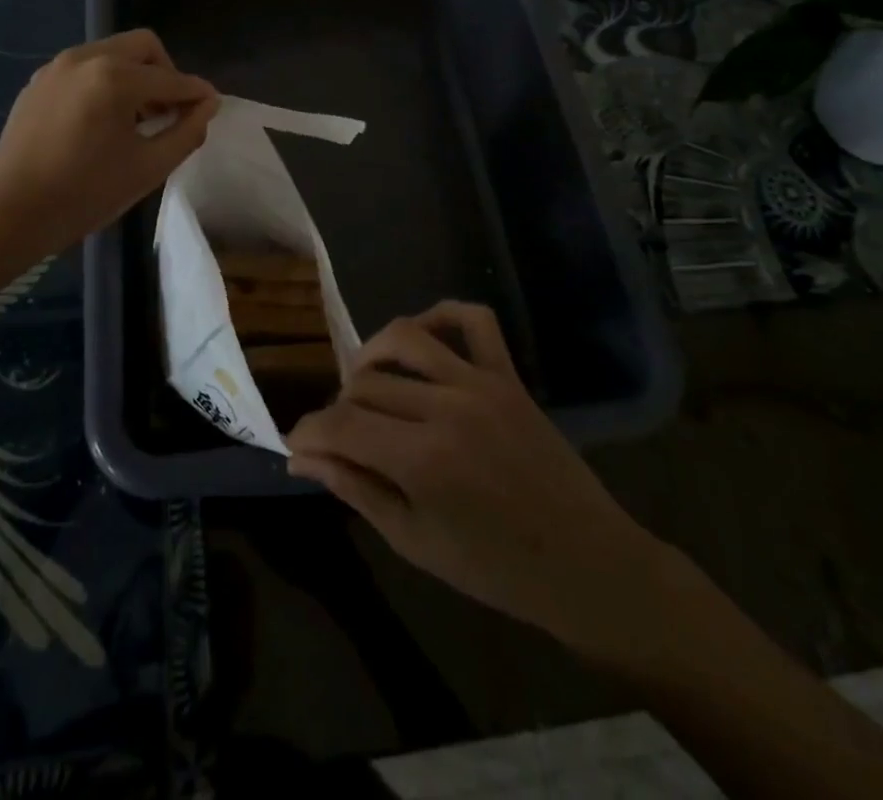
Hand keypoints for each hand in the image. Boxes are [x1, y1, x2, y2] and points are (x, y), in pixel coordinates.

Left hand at [0, 30, 218, 255]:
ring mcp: (56, 67)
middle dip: (165, 73)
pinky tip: (102, 120)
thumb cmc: (87, 194)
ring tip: (137, 117)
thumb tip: (208, 105)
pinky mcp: (38, 82)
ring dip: (134, 75)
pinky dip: (104, 82)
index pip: (171, 78)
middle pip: (142, 46)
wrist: (13, 215)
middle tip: (170, 109)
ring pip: (111, 53)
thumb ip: (187, 131)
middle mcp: (84, 58)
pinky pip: (84, 68)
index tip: (212, 106)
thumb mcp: (149, 167)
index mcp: (114, 77)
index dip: (197, 93)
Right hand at [287, 302, 678, 670]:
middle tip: (342, 436)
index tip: (297, 446)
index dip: (309, 432)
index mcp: (422, 459)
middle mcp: (447, 407)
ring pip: (406, 338)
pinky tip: (420, 336)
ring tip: (365, 383)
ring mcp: (481, 384)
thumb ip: (356, 489)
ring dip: (372, 355)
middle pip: (366, 383)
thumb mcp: (414, 541)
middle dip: (340, 408)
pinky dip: (440, 315)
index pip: (341, 424)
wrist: (585, 563)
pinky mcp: (508, 375)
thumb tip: (302, 458)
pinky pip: (473, 321)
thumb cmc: (495, 567)